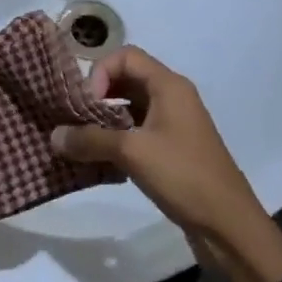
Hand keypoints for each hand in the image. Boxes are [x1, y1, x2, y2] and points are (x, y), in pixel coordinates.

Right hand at [52, 46, 281, 281]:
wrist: (229, 226)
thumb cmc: (184, 176)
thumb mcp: (132, 153)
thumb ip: (90, 140)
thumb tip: (53, 136)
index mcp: (169, 86)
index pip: (126, 56)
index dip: (101, 72)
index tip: (87, 103)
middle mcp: (172, 97)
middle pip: (127, 79)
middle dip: (98, 95)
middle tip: (76, 120)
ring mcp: (174, 124)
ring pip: (131, 107)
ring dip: (105, 119)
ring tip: (82, 141)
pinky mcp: (173, 150)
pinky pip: (138, 131)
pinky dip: (117, 139)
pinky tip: (101, 161)